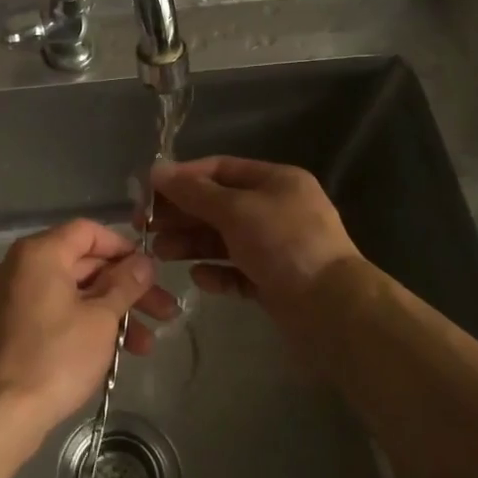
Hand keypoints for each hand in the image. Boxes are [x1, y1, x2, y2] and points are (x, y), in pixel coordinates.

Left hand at [0, 219, 179, 446]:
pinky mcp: (8, 326)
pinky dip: (83, 323)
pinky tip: (113, 351)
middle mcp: (20, 266)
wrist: (0, 413)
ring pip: (71, 292)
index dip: (123, 248)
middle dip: (126, 288)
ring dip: (111, 313)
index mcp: (39, 253)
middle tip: (164, 312)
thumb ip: (125, 284)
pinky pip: (53, 311)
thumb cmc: (55, 357)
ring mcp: (11, 297)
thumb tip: (144, 262)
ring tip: (146, 346)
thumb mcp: (100, 319)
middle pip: (83, 263)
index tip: (151, 271)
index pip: (88, 231)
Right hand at [149, 156, 363, 316]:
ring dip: (191, 244)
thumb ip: (194, 192)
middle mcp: (276, 209)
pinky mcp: (274, 280)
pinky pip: (236, 270)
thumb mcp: (236, 210)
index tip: (148, 192)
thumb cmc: (284, 244)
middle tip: (145, 227)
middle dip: (182, 215)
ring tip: (161, 254)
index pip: (219, 169)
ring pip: (223, 239)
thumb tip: (156, 170)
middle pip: (218, 205)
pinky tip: (199, 278)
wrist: (332, 308)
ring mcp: (276, 246)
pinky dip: (216, 272)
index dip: (182, 178)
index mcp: (275, 181)